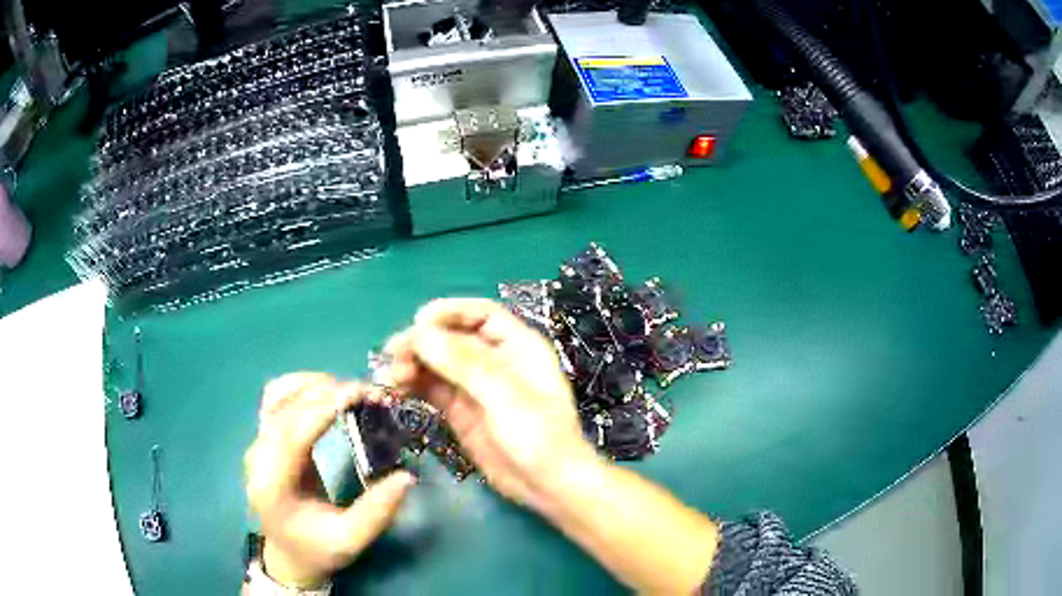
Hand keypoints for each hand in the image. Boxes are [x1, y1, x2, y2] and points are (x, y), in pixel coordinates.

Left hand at [244, 373, 415, 587]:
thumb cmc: (317, 550)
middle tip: (368, 393)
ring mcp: (258, 443)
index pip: (292, 433)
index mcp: (273, 484)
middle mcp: (258, 456)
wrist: (288, 554)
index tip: (358, 393)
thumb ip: (376, 512)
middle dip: (326, 392)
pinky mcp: (265, 437)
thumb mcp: (350, 540)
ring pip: (277, 395)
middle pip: (285, 407)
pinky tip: (325, 392)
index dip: (323, 408)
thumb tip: (408, 477)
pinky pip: (276, 398)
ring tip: (349, 390)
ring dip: (312, 384)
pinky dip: (300, 387)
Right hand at [385, 299, 597, 508]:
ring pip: (438, 364)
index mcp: (517, 346)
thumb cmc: (539, 435)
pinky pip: (433, 389)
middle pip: (452, 338)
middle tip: (395, 354)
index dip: (450, 312)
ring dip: (413, 364)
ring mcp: (476, 388)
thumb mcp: (504, 396)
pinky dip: (414, 385)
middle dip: (423, 342)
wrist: (547, 486)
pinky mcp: (461, 412)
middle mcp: (495, 362)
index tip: (418, 320)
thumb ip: (463, 364)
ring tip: (392, 376)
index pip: (481, 315)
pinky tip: (396, 388)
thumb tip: (421, 333)